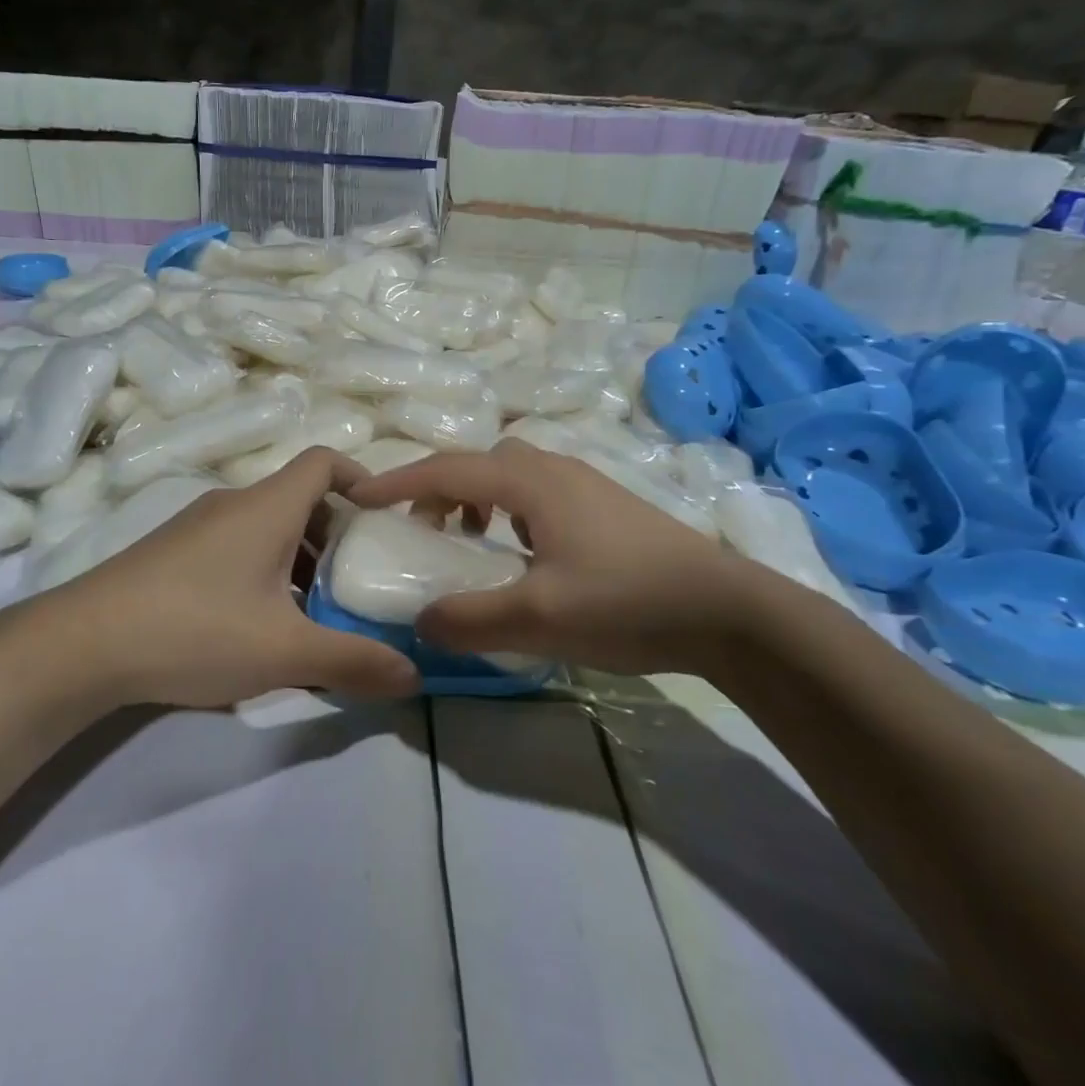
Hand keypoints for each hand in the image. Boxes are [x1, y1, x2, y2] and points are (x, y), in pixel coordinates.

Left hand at [34, 449, 420, 706]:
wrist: (83, 644)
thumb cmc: (197, 629)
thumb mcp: (285, 652)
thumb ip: (353, 661)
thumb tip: (414, 675)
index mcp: (267, 506)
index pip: (323, 461)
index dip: (361, 478)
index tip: (382, 519)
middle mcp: (233, 503)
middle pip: (299, 498)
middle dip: (335, 535)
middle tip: (357, 581)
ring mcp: (197, 525)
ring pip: (266, 526)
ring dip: (299, 558)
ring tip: (312, 612)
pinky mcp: (171, 551)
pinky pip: (235, 545)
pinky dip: (262, 569)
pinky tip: (256, 624)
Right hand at [349, 439, 751, 674]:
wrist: (727, 609)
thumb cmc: (625, 601)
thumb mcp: (537, 618)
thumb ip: (469, 620)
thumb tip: (419, 622)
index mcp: (529, 482)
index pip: (445, 470)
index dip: (396, 483)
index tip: (357, 497)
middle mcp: (553, 468)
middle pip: (475, 464)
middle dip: (436, 491)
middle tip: (420, 533)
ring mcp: (583, 482)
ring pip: (508, 475)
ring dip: (474, 499)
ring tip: (470, 543)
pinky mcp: (604, 504)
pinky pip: (535, 492)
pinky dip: (507, 511)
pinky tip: (523, 553)